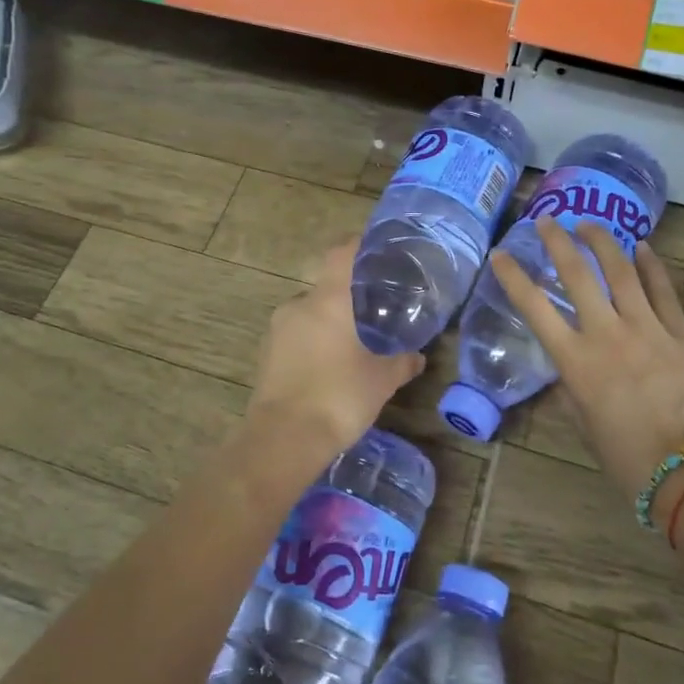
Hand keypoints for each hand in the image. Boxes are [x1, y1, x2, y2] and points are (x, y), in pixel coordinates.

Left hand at [247, 238, 423, 464]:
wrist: (283, 438)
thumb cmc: (338, 397)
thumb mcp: (381, 381)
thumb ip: (401, 363)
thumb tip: (418, 356)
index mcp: (327, 301)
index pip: (340, 255)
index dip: (356, 245)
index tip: (373, 245)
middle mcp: (297, 306)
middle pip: (325, 288)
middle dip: (346, 296)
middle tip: (371, 309)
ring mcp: (277, 331)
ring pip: (308, 314)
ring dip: (328, 322)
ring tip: (351, 341)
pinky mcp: (265, 355)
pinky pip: (294, 337)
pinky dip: (312, 342)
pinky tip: (328, 365)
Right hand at [491, 218, 683, 506]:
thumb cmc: (626, 457)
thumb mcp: (583, 424)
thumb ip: (570, 390)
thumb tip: (568, 370)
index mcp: (576, 361)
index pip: (535, 308)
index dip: (513, 277)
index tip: (500, 254)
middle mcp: (607, 334)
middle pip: (578, 275)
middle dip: (559, 242)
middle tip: (548, 220)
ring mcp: (648, 329)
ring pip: (622, 272)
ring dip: (603, 243)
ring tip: (590, 224)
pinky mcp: (682, 334)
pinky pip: (664, 291)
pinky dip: (651, 266)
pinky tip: (643, 247)